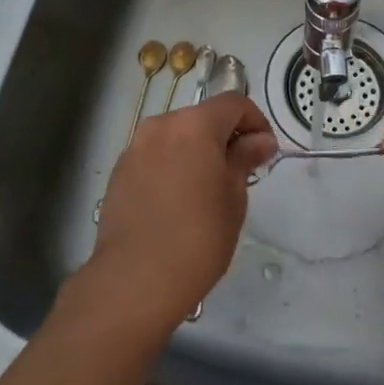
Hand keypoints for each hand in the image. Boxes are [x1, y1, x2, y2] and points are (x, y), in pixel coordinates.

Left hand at [85, 93, 278, 333]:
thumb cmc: (198, 237)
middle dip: (224, 137)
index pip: (234, 103)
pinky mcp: (119, 173)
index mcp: (194, 124)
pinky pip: (155, 157)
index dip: (255, 122)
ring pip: (176, 137)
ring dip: (196, 152)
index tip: (264, 153)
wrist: (135, 280)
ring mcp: (135, 148)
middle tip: (239, 174)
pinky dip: (172, 167)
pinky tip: (177, 203)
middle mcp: (161, 125)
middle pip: (202, 117)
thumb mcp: (234, 197)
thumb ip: (245, 158)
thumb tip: (260, 140)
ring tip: (206, 191)